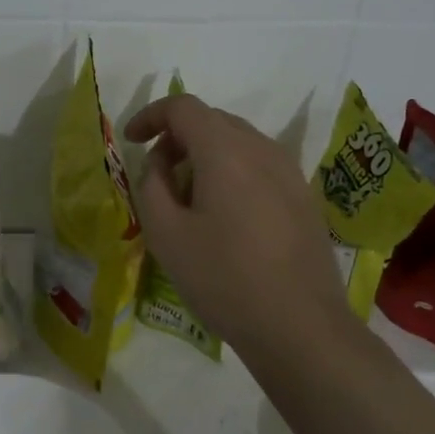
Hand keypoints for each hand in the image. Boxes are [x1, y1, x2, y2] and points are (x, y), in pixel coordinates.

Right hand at [125, 92, 351, 358]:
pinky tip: (225, 214)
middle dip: (177, 137)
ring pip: (238, 142)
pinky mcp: (304, 196)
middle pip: (213, 120)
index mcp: (225, 151)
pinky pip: (259, 165)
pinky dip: (232, 171)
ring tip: (189, 197)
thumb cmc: (224, 279)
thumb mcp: (166, 234)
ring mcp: (289, 171)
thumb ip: (152, 186)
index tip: (130, 141)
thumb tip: (160, 164)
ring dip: (205, 155)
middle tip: (157, 174)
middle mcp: (262, 149)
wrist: (300, 326)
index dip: (151, 116)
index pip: (183, 107)